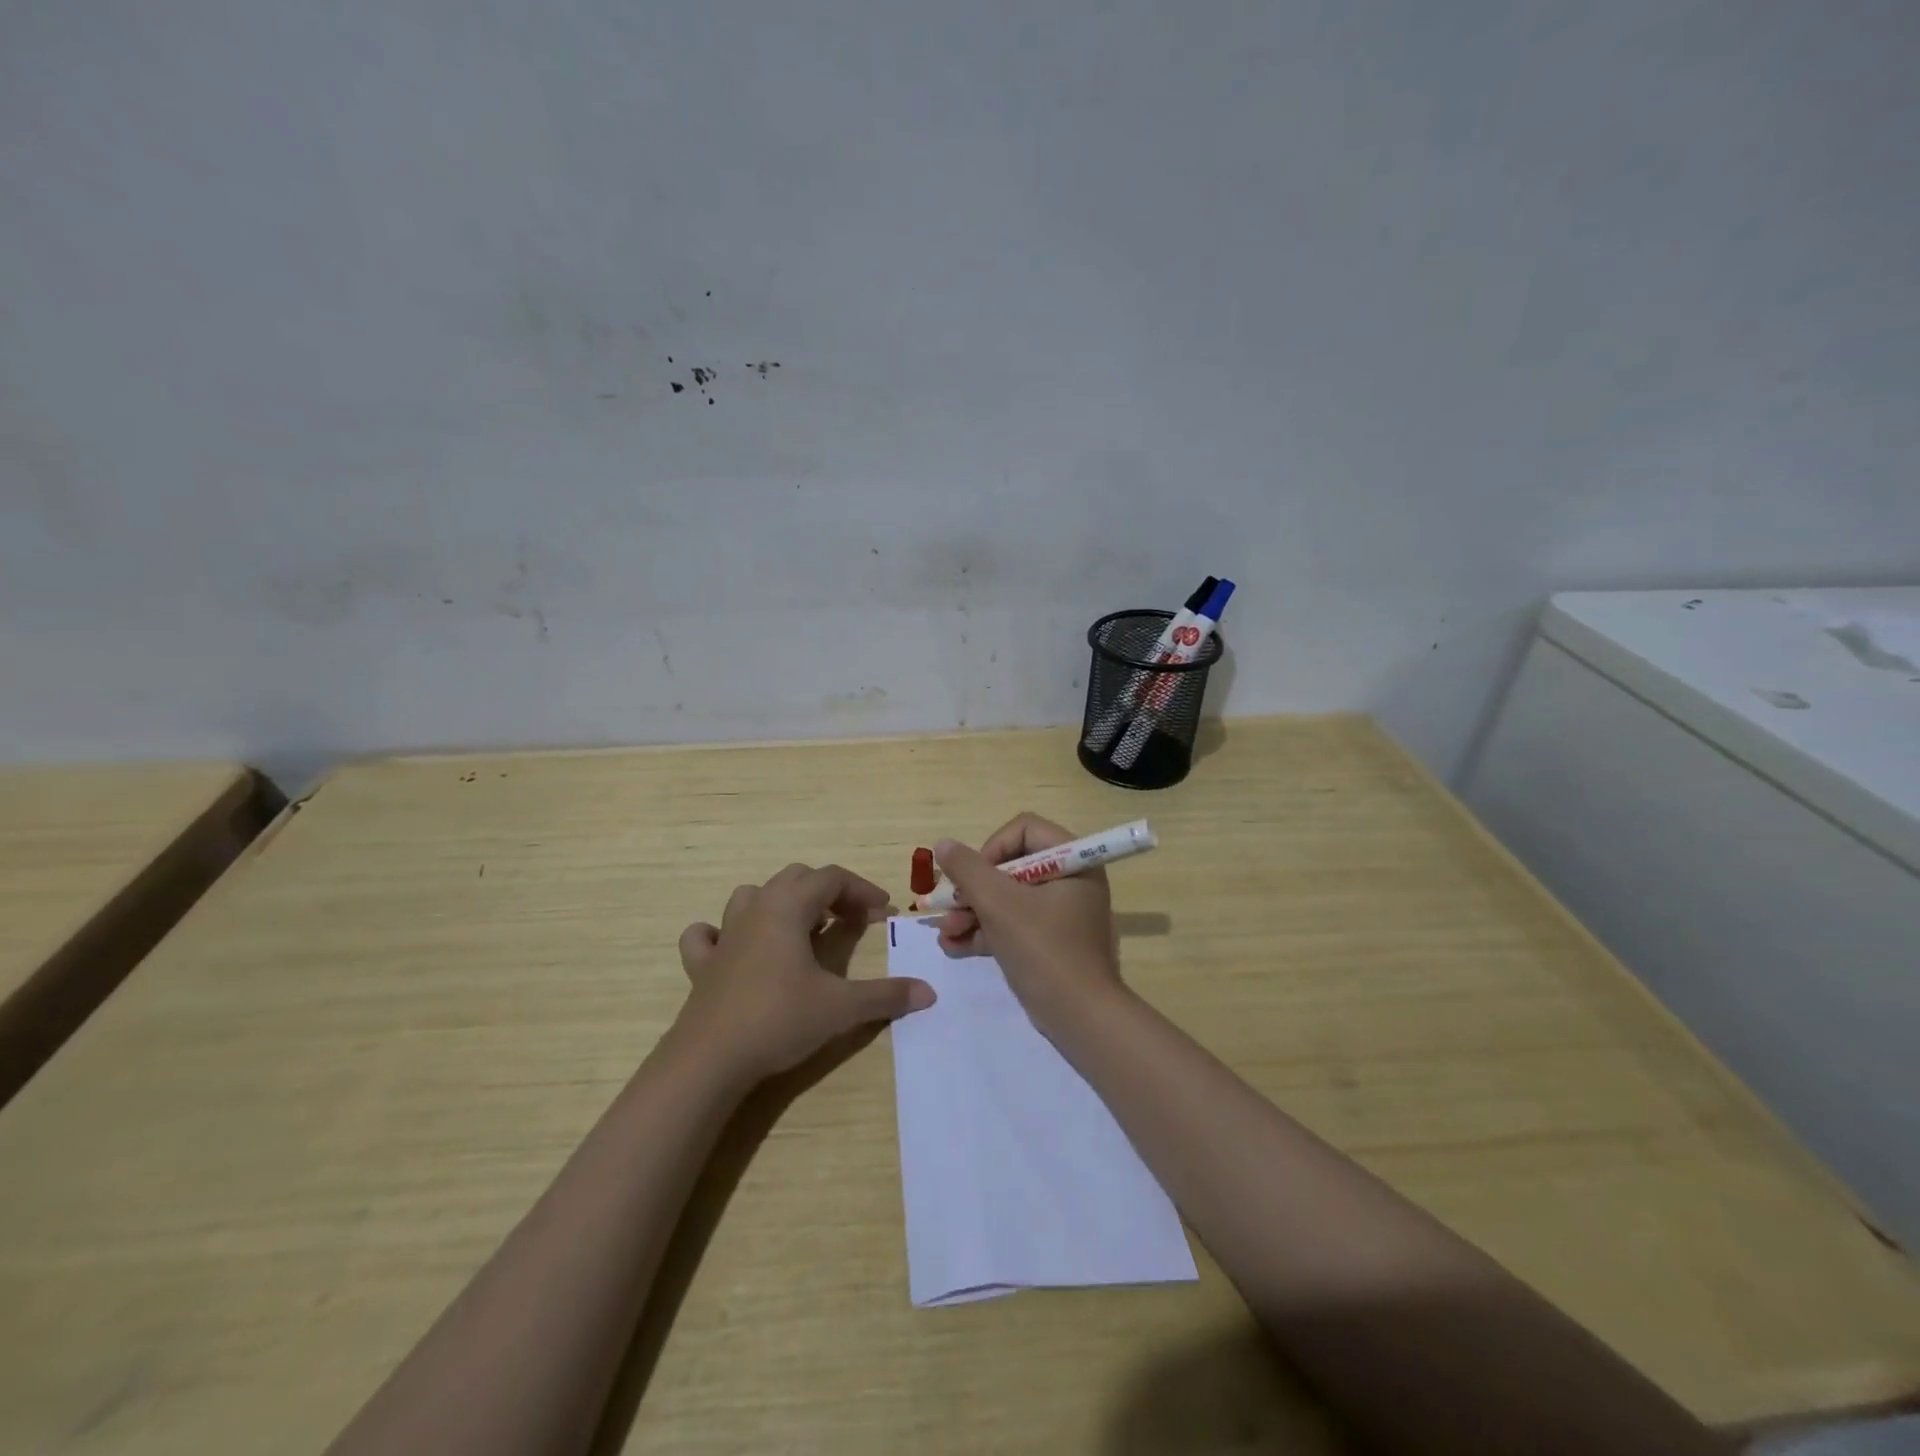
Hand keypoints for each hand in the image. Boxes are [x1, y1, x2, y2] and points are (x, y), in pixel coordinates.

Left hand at [675, 863, 934, 1084]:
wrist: (709, 1060)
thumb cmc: (779, 1020)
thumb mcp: (841, 1007)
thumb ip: (886, 996)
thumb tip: (929, 992)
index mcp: (788, 907)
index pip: (831, 878)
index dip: (862, 890)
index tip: (884, 913)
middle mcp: (755, 909)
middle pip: (796, 878)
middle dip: (829, 892)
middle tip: (852, 920)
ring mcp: (724, 935)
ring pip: (754, 896)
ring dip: (782, 903)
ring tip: (802, 928)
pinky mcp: (702, 964)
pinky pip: (708, 934)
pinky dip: (722, 933)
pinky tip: (734, 947)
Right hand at [933, 813, 1123, 1035]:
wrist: (1080, 1018)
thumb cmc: (1043, 949)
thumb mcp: (999, 904)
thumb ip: (968, 869)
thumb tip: (944, 844)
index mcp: (1072, 860)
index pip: (1024, 829)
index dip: (991, 848)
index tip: (973, 878)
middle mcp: (1069, 880)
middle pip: (1010, 866)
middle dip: (973, 890)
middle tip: (948, 909)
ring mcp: (1060, 913)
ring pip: (1007, 899)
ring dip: (972, 913)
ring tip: (945, 935)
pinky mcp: (1049, 942)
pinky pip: (1013, 925)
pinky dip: (985, 933)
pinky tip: (953, 948)